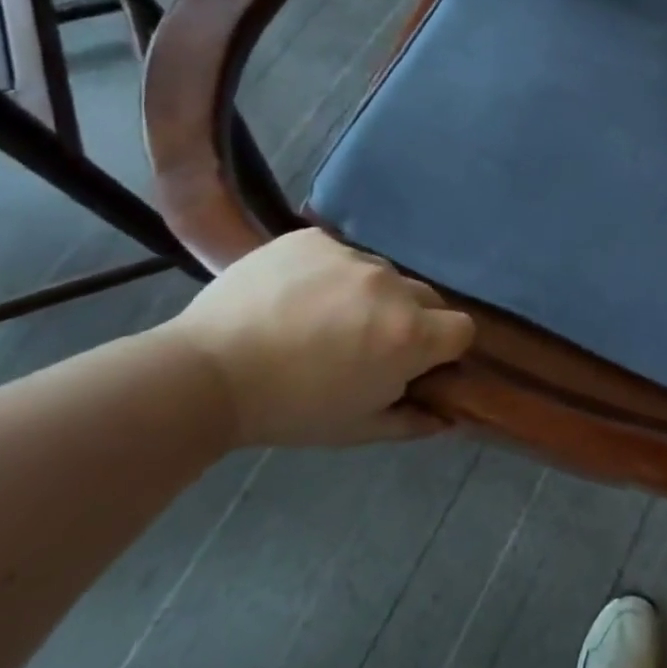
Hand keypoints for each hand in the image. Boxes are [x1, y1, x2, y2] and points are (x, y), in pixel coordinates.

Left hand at [166, 229, 474, 447]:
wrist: (204, 373)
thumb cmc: (289, 410)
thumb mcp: (357, 429)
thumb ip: (414, 421)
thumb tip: (449, 416)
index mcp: (410, 335)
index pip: (461, 329)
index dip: (443, 348)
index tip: (414, 362)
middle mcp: (392, 287)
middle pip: (426, 297)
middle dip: (409, 319)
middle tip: (365, 343)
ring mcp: (352, 256)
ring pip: (382, 275)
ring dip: (369, 295)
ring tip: (321, 319)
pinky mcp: (315, 238)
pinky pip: (340, 254)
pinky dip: (329, 274)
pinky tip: (296, 296)